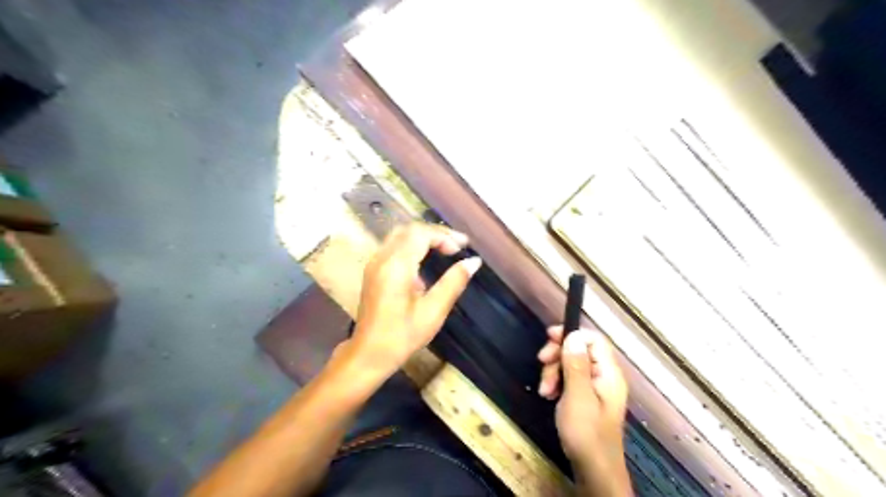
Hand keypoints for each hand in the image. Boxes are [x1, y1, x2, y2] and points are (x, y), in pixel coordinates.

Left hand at [349, 223, 481, 378]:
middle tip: (457, 246)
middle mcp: (382, 258)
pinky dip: (413, 244)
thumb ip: (454, 282)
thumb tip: (474, 262)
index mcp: (396, 266)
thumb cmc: (402, 336)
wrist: (368, 353)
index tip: (463, 247)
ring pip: (400, 235)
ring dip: (424, 237)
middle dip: (435, 233)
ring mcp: (374, 263)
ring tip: (446, 248)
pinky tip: (426, 259)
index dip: (444, 235)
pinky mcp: (373, 270)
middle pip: (410, 229)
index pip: (421, 234)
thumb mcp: (433, 311)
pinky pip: (394, 245)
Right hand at [537, 327, 633, 493]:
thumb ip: (576, 364)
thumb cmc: (586, 433)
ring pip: (572, 364)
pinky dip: (557, 383)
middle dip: (558, 356)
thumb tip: (573, 335)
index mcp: (608, 373)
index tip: (548, 338)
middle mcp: (604, 377)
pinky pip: (571, 380)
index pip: (593, 339)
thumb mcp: (577, 396)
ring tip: (544, 391)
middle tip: (541, 365)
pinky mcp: (587, 398)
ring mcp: (596, 388)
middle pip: (580, 350)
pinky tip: (548, 395)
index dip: (571, 334)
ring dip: (554, 372)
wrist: (594, 471)